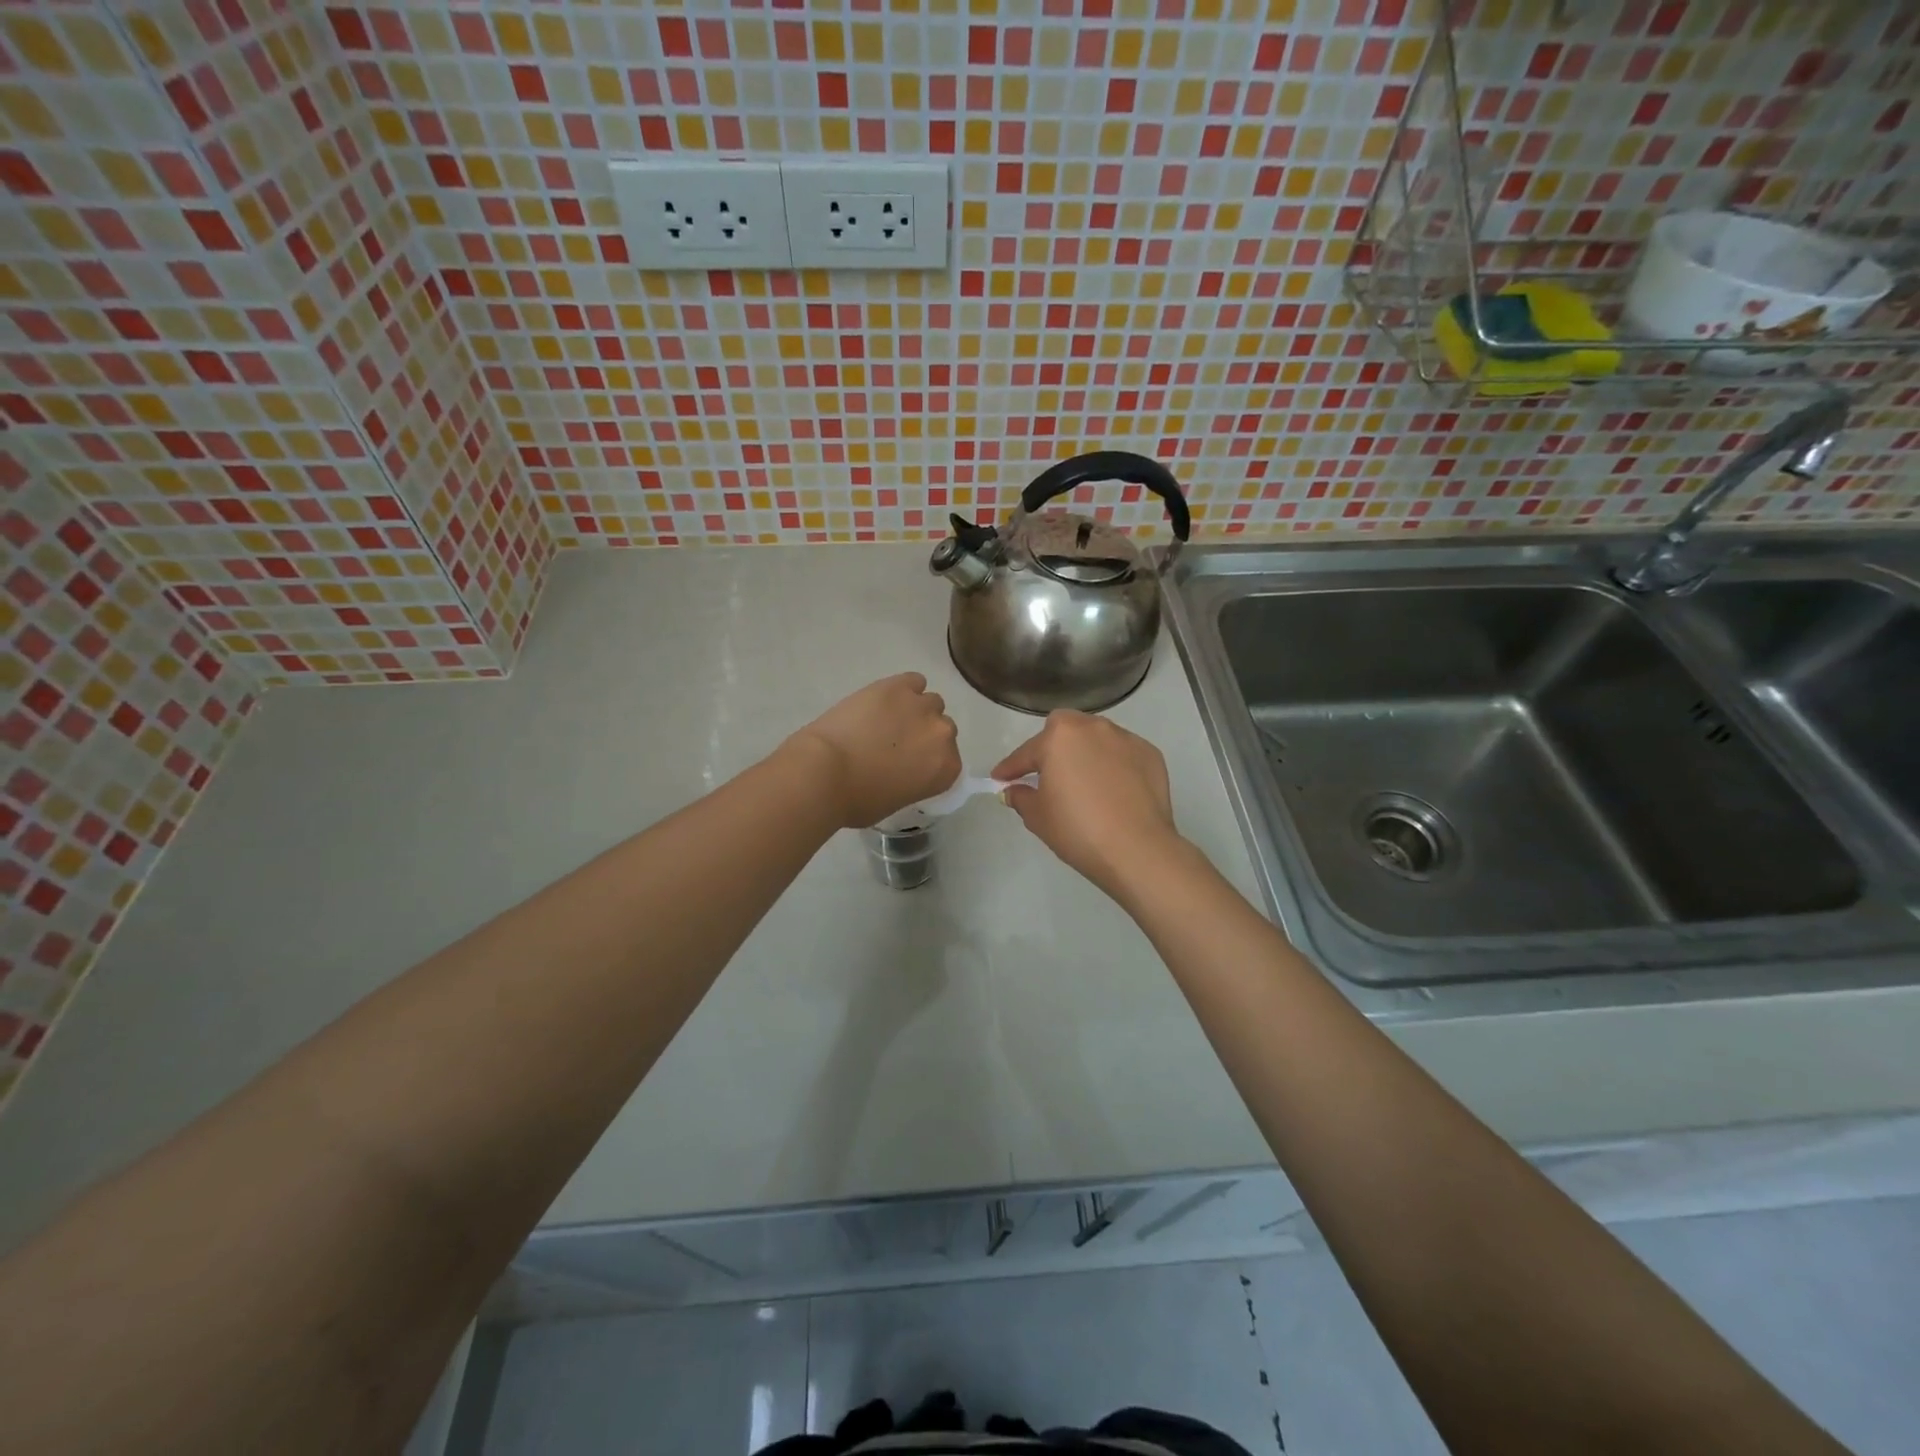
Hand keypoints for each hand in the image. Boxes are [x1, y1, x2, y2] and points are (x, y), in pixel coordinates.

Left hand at [787, 673, 961, 828]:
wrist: (825, 771)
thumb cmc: (857, 799)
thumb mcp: (896, 802)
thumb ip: (914, 781)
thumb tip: (905, 770)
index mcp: (946, 768)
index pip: (950, 760)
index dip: (929, 760)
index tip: (911, 764)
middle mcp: (942, 734)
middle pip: (942, 728)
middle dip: (924, 734)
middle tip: (897, 743)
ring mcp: (921, 706)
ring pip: (930, 702)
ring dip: (914, 710)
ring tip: (887, 719)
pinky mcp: (898, 685)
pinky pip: (913, 681)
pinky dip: (902, 689)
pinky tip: (884, 700)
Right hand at [992, 711, 1187, 902]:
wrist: (1137, 849)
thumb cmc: (1077, 829)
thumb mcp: (1038, 817)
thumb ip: (1021, 797)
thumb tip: (1014, 790)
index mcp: (1060, 737)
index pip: (1027, 753)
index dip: (1010, 768)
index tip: (999, 779)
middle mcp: (1093, 728)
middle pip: (1065, 730)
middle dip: (1052, 747)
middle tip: (1046, 774)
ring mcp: (1126, 739)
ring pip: (1097, 738)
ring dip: (1085, 753)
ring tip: (1083, 781)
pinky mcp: (1150, 754)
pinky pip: (1123, 754)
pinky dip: (1114, 766)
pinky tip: (1113, 790)